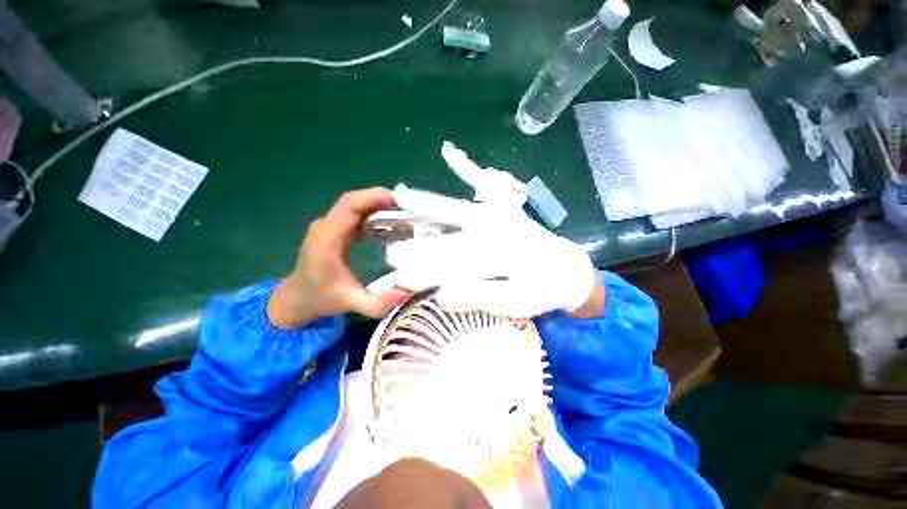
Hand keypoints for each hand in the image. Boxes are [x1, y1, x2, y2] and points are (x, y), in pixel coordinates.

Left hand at [267, 188, 411, 329]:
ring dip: (378, 204)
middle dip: (380, 198)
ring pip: (355, 205)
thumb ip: (377, 302)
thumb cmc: (321, 299)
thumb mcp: (351, 303)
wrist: (296, 299)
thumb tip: (407, 292)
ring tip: (403, 211)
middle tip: (407, 204)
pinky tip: (389, 222)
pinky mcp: (335, 231)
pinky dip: (373, 213)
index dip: (373, 198)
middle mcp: (326, 227)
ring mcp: (329, 227)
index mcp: (327, 240)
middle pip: (353, 201)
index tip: (399, 199)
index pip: (349, 206)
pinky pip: (355, 215)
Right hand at [371, 143, 604, 318]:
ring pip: (459, 212)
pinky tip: (449, 153)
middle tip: (391, 253)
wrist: (567, 270)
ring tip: (402, 197)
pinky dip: (468, 169)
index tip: (399, 280)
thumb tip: (443, 294)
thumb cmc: (544, 289)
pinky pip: (487, 185)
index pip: (454, 269)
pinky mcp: (504, 209)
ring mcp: (500, 217)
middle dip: (420, 247)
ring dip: (430, 206)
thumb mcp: (518, 304)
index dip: (426, 275)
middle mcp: (497, 234)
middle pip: (451, 240)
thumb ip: (482, 297)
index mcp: (501, 260)